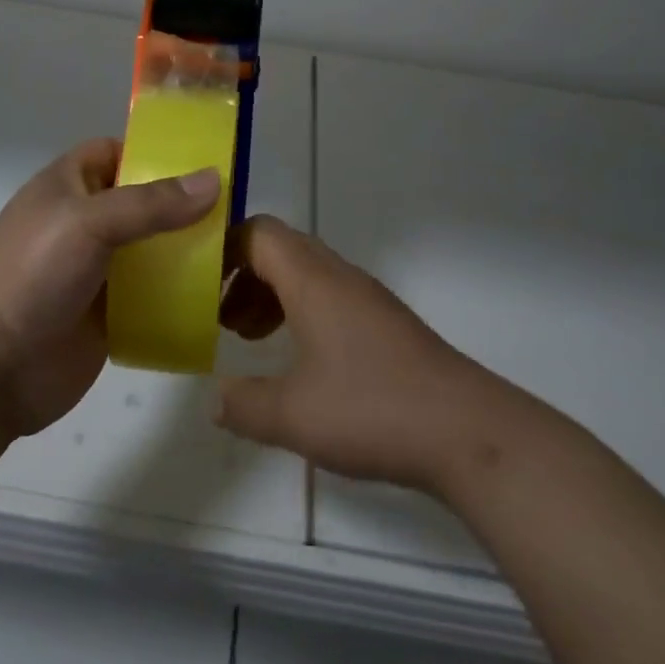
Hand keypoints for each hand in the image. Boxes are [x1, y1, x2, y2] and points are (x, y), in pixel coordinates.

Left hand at [0, 138, 220, 436]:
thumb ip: (151, 203)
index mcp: (70, 186)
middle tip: (238, 209)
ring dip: (189, 250)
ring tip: (240, 250)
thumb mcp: (89, 223)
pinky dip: (182, 293)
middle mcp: (86, 222)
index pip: (118, 152)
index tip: (206, 160)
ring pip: (154, 249)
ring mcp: (99, 270)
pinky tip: (219, 295)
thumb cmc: (31, 274)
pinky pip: (155, 295)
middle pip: (145, 202)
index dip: (156, 151)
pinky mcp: (111, 314)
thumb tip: (214, 180)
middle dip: (185, 205)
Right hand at [214, 216, 503, 493]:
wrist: (467, 430)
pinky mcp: (386, 325)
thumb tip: (214, 399)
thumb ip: (244, 405)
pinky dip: (300, 313)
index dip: (224, 248)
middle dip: (243, 275)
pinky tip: (298, 362)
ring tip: (250, 338)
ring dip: (272, 295)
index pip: (260, 233)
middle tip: (219, 317)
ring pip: (307, 274)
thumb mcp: (293, 415)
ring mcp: (367, 299)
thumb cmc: (372, 408)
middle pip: (282, 249)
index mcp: (313, 280)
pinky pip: (329, 298)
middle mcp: (340, 277)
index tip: (197, 282)